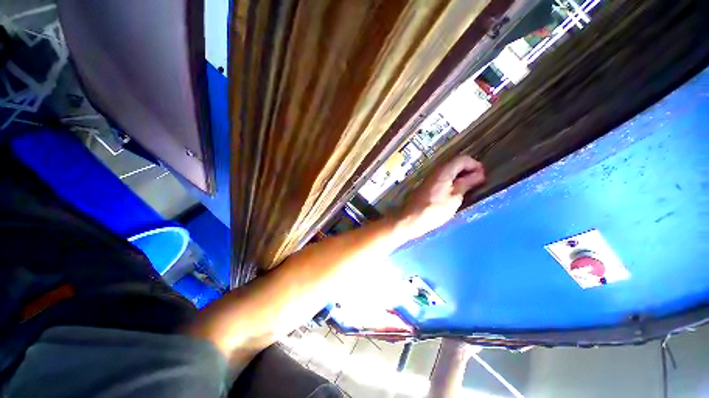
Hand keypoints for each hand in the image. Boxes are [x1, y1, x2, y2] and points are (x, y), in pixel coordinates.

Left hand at [395, 156, 484, 239]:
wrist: (410, 219)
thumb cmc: (434, 210)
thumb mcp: (455, 198)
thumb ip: (466, 183)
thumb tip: (478, 174)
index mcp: (444, 171)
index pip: (463, 159)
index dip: (475, 165)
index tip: (483, 177)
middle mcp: (435, 171)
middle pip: (455, 164)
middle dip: (468, 171)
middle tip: (477, 184)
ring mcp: (429, 178)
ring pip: (449, 172)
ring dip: (460, 178)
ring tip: (468, 190)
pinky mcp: (426, 186)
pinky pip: (442, 179)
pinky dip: (451, 183)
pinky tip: (455, 193)